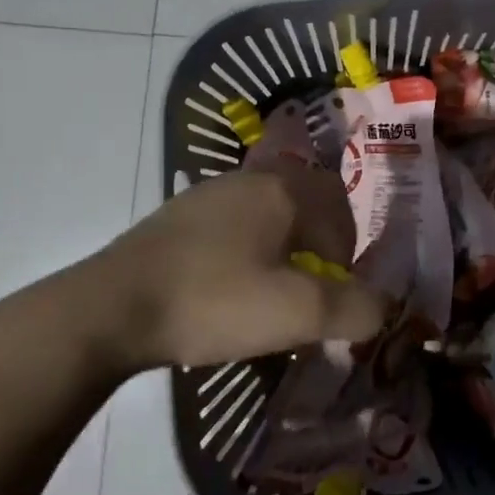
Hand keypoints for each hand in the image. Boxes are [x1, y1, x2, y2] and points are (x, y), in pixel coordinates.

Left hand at [41, 166, 386, 377]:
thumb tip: (384, 309)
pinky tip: (228, 285)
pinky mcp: (176, 217)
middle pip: (305, 200)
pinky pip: (232, 223)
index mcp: (283, 190)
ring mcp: (207, 194)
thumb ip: (354, 310)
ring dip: (283, 243)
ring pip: (267, 210)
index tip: (337, 289)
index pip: (340, 205)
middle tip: (316, 282)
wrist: (110, 309)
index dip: (349, 248)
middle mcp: (248, 180)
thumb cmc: (215, 302)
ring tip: (275, 286)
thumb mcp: (297, 314)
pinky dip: (247, 248)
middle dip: (320, 240)